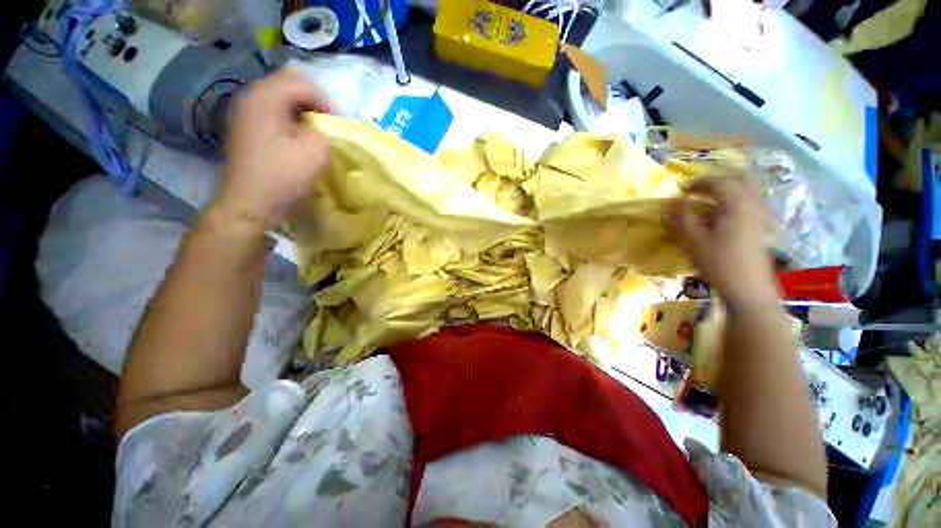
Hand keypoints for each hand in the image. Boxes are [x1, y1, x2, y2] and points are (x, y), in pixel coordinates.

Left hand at [215, 68, 333, 229]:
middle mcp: (250, 98)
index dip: (324, 99)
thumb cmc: (284, 175)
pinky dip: (289, 119)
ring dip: (301, 110)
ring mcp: (245, 114)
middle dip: (312, 101)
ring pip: (279, 98)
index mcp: (265, 98)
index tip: (336, 123)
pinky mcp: (246, 129)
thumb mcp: (315, 150)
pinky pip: (272, 113)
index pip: (301, 83)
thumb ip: (323, 130)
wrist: (251, 203)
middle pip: (286, 84)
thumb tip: (317, 128)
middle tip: (327, 122)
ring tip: (315, 130)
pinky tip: (297, 137)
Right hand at [671, 176, 778, 309]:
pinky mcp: (760, 228)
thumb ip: (681, 218)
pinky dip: (733, 202)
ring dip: (727, 190)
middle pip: (740, 179)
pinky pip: (748, 204)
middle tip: (699, 187)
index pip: (718, 181)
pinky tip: (720, 215)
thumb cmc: (718, 263)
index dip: (697, 182)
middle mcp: (752, 204)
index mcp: (736, 204)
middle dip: (718, 180)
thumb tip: (673, 202)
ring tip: (707, 199)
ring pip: (746, 191)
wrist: (748, 289)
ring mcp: (759, 216)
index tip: (681, 188)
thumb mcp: (693, 240)